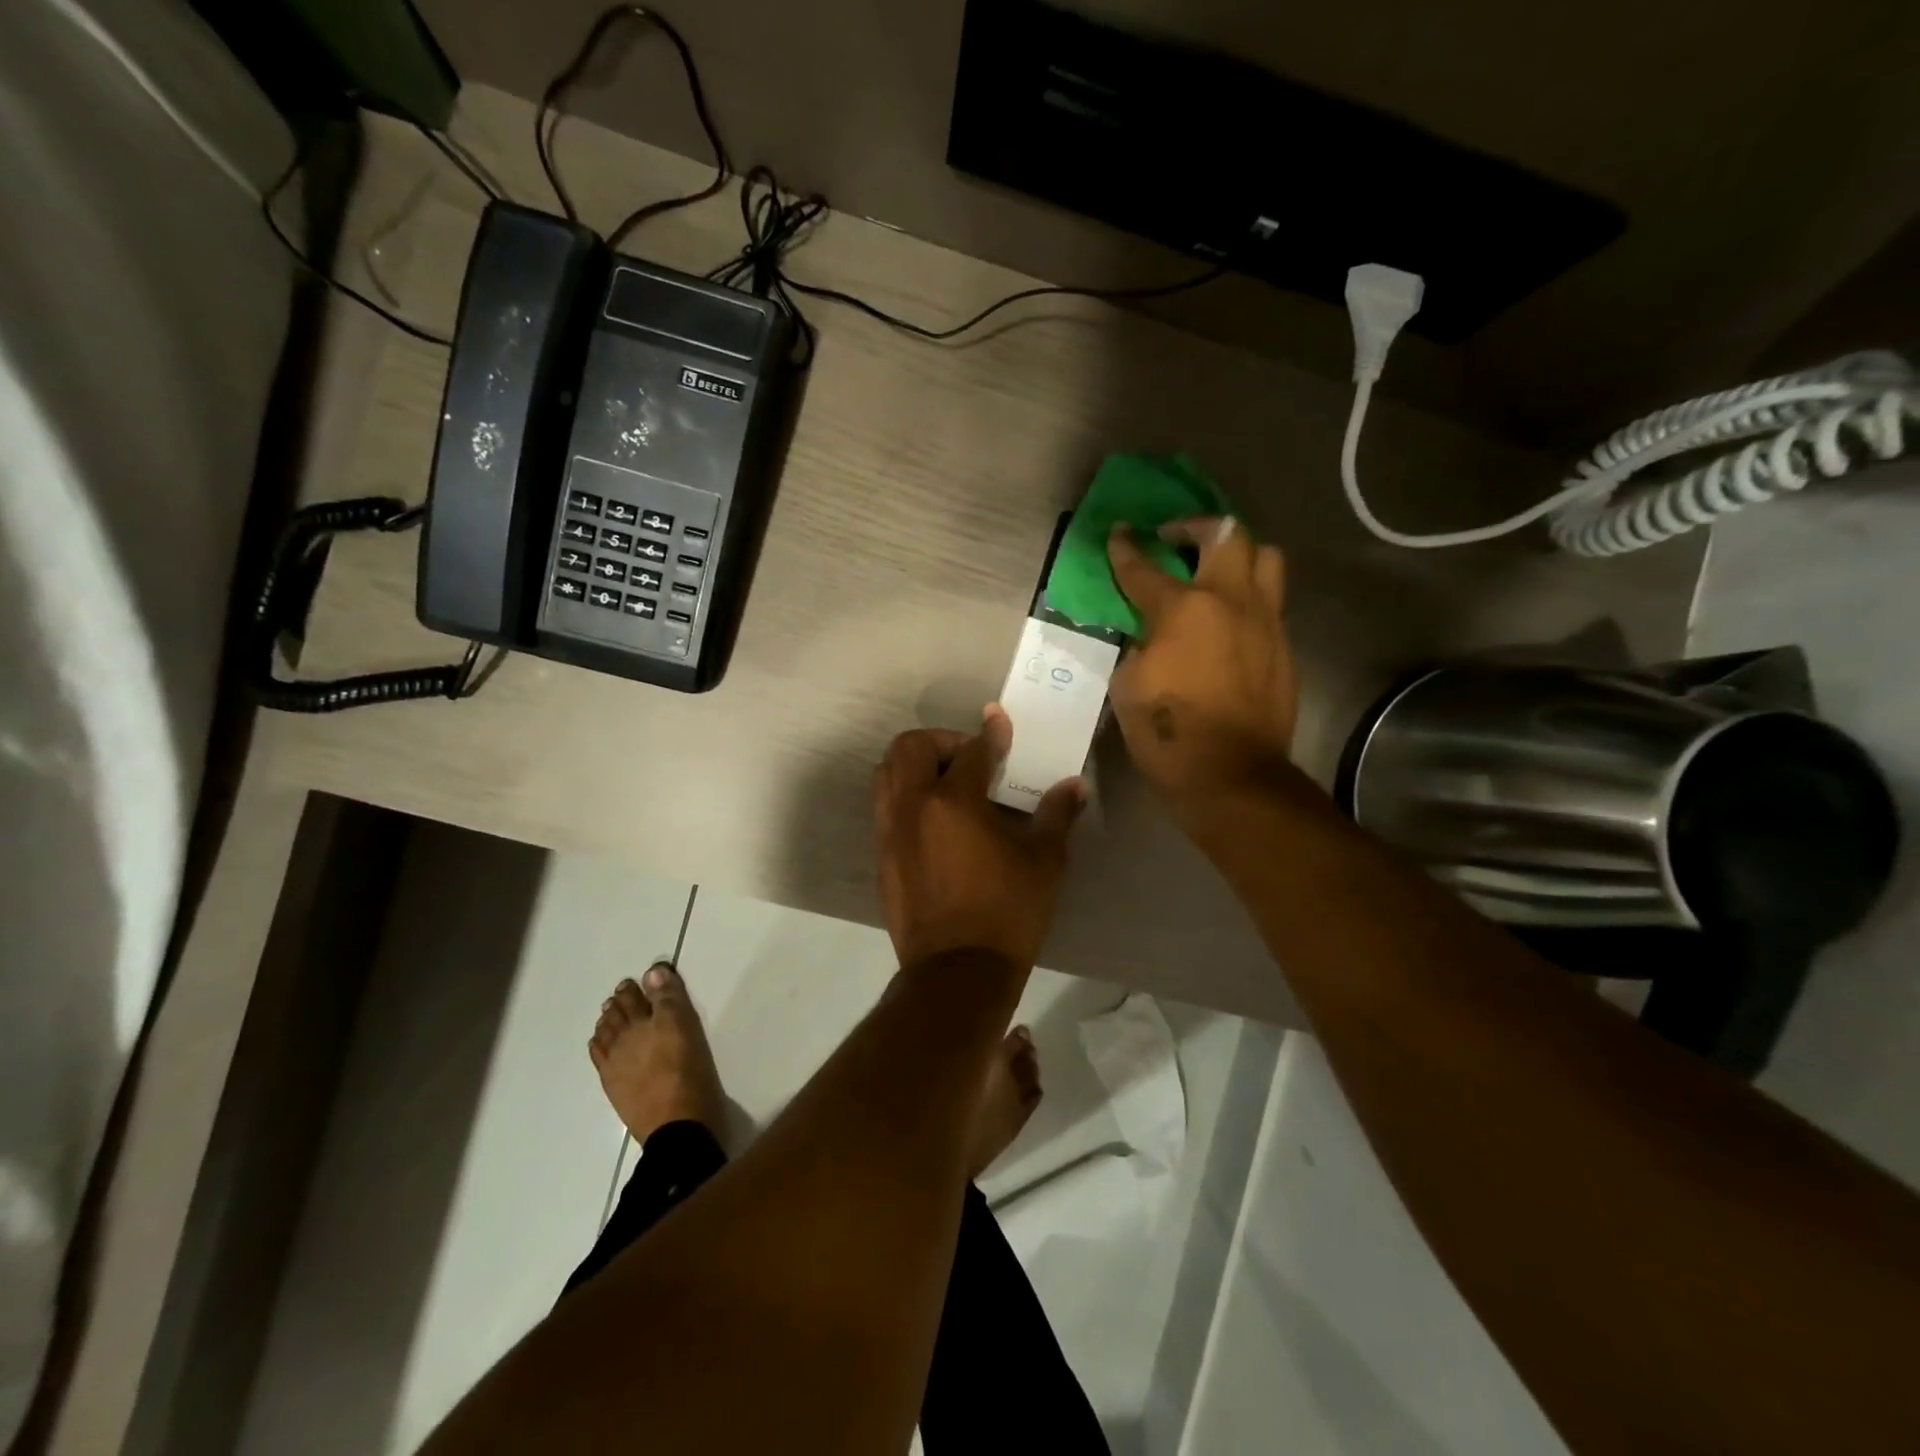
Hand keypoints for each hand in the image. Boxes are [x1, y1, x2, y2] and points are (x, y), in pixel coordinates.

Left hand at [874, 706, 1085, 969]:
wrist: (957, 973)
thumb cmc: (1008, 913)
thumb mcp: (1044, 862)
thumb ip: (1056, 815)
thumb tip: (1074, 785)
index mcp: (953, 802)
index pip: (971, 750)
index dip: (991, 733)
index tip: (999, 723)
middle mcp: (912, 807)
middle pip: (910, 747)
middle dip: (940, 741)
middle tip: (969, 760)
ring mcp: (890, 832)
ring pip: (887, 774)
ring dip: (915, 766)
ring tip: (948, 785)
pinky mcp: (882, 857)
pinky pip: (885, 807)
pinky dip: (906, 797)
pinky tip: (936, 822)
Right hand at [1106, 517, 1296, 811]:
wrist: (1231, 774)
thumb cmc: (1167, 731)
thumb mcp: (1128, 685)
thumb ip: (1139, 645)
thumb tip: (1150, 634)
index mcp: (1184, 609)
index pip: (1145, 568)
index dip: (1126, 549)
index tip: (1119, 532)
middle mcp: (1231, 602)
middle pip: (1228, 534)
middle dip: (1197, 527)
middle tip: (1177, 540)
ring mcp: (1265, 622)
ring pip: (1266, 558)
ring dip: (1238, 554)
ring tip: (1215, 572)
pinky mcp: (1284, 647)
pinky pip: (1271, 602)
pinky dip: (1248, 597)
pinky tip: (1229, 621)